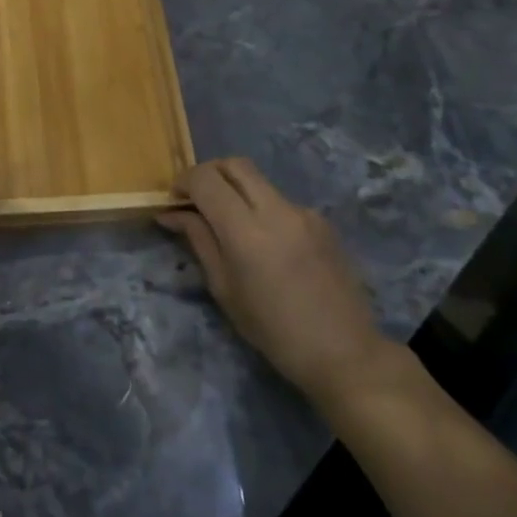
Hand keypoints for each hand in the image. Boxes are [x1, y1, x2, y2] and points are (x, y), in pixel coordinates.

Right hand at [158, 158, 387, 404]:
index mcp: (246, 230)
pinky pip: (280, 201)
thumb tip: (171, 213)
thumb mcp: (224, 288)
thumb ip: (199, 240)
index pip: (206, 179)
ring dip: (236, 190)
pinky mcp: (322, 221)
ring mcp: (304, 212)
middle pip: (235, 164)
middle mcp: (276, 210)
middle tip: (196, 200)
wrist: (344, 352)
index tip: (174, 201)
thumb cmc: (272, 329)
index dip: (184, 182)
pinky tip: (264, 243)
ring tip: (229, 225)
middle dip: (209, 174)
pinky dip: (261, 208)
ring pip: (259, 181)